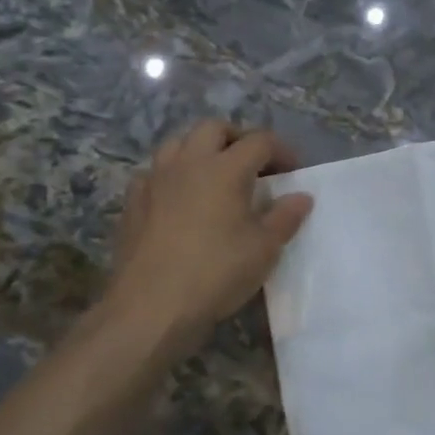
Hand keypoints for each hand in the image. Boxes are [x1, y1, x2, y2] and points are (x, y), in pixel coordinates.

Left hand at [98, 120, 313, 356]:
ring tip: (216, 176)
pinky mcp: (133, 201)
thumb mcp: (264, 249)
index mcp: (225, 168)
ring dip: (202, 150)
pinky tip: (181, 200)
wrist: (152, 306)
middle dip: (238, 138)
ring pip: (178, 143)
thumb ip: (285, 217)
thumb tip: (302, 197)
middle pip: (214, 128)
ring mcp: (155, 179)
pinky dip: (174, 175)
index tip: (293, 171)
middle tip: (254, 165)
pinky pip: (155, 172)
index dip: (281, 150)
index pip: (259, 141)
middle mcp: (188, 163)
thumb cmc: (217, 273)